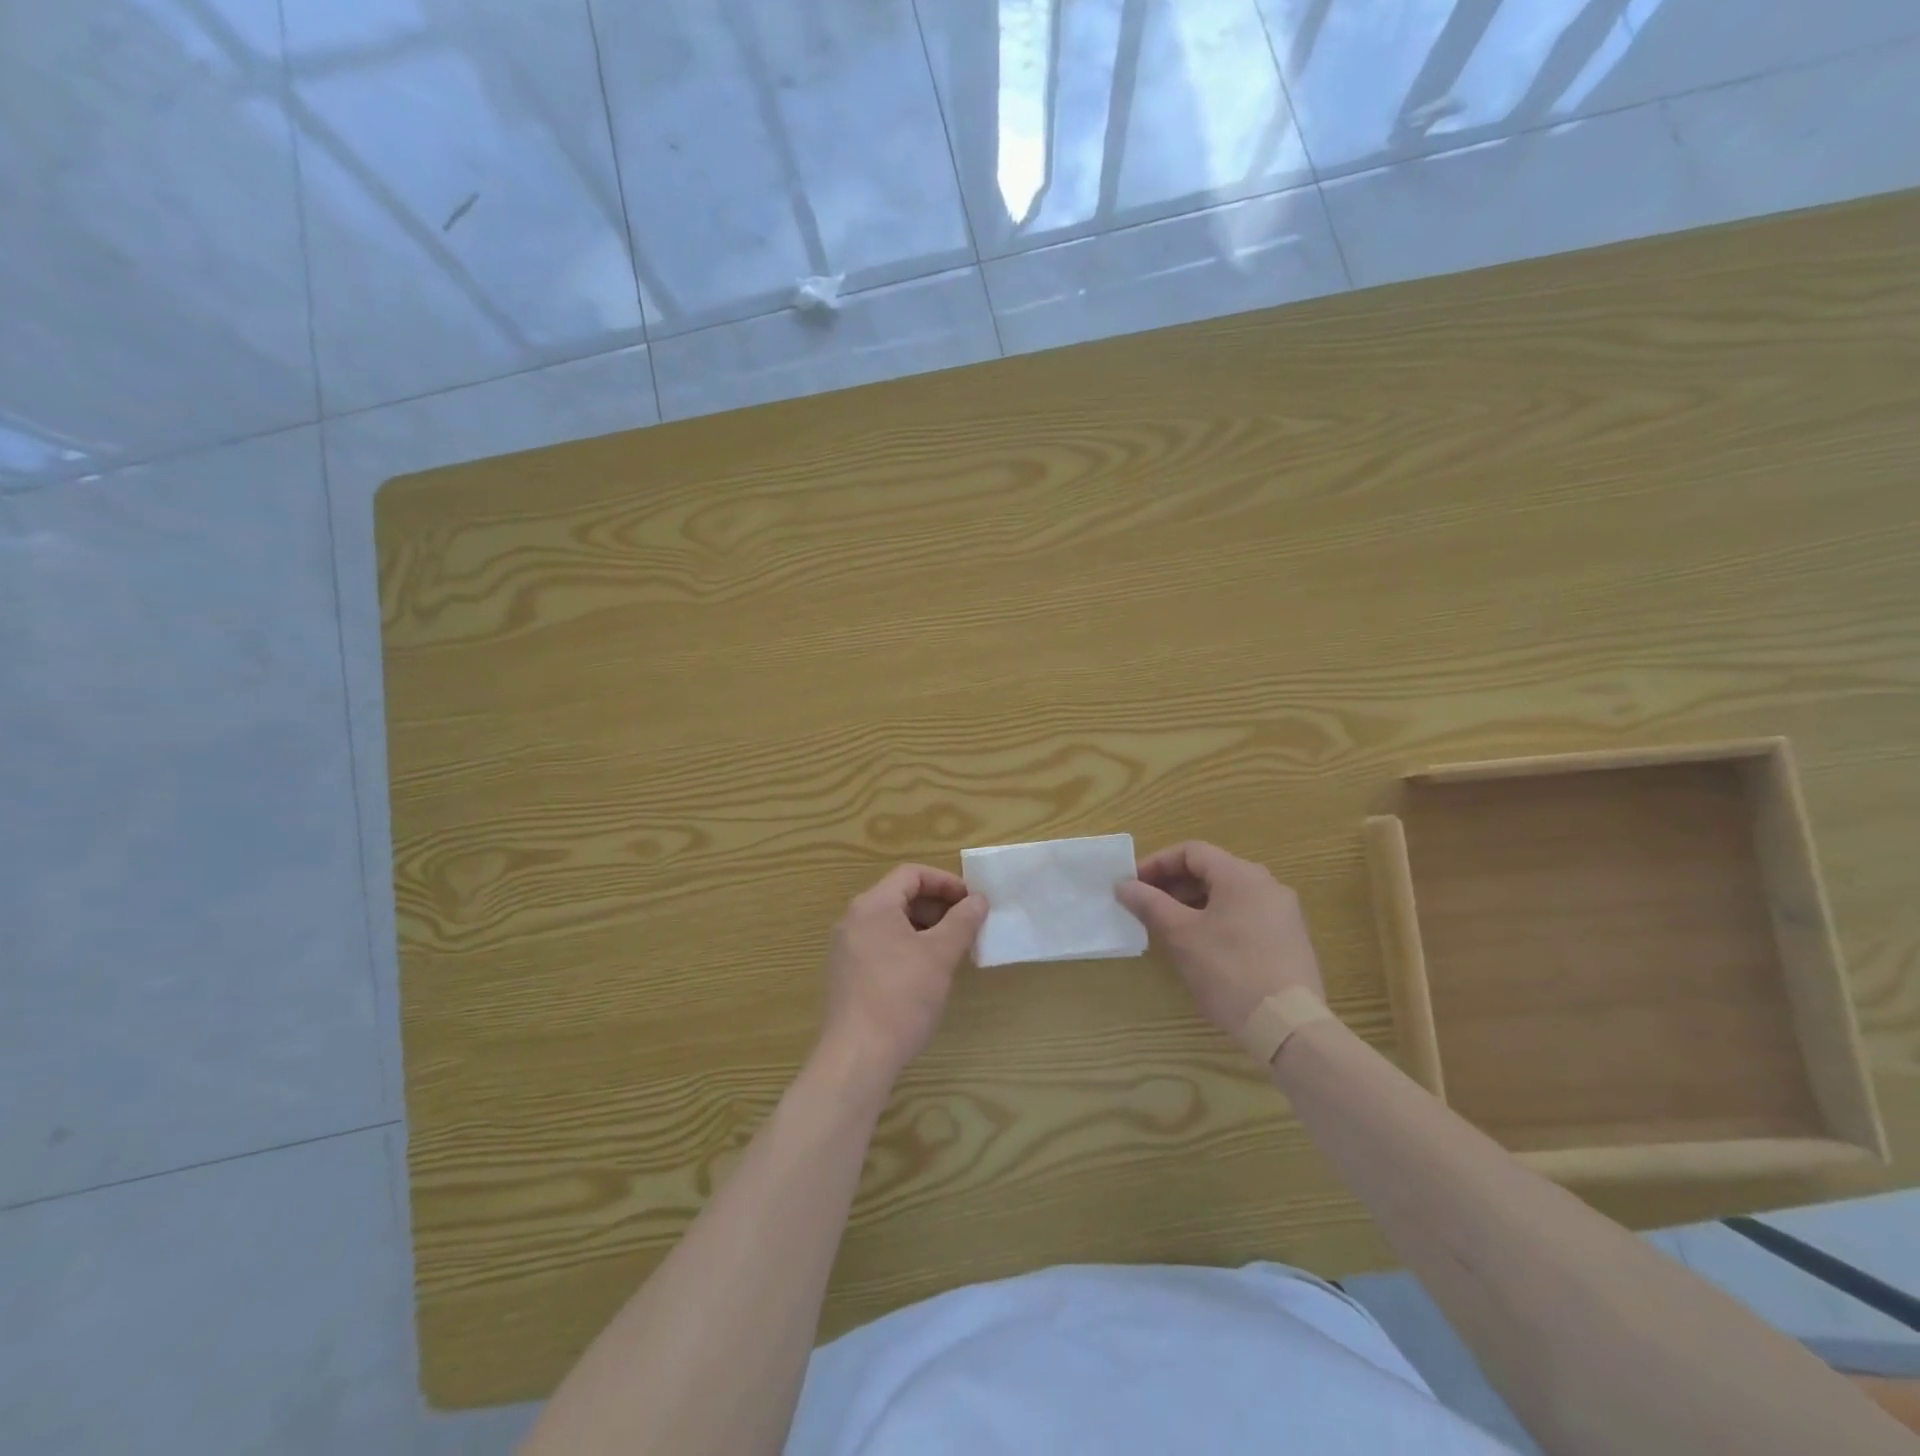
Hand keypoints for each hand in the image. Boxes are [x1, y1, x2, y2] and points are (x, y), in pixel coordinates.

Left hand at [816, 864, 987, 1091]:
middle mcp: (853, 920)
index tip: (972, 901)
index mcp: (872, 905)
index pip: (911, 874)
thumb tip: (978, 900)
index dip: (945, 882)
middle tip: (968, 925)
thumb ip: (962, 921)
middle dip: (937, 906)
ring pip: (891, 923)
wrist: (857, 1056)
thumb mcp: (940, 955)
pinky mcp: (846, 975)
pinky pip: (881, 946)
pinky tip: (927, 972)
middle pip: (900, 896)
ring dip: (924, 928)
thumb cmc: (901, 996)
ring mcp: (846, 949)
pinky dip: (907, 947)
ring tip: (952, 949)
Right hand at [1116, 841, 1323, 1039]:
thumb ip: (1150, 904)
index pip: (1191, 852)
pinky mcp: (1289, 940)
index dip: (1157, 863)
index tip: (1133, 884)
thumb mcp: (1181, 935)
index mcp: (1241, 875)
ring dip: (1193, 903)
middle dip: (1173, 884)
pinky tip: (1200, 946)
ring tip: (1168, 927)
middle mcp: (1266, 885)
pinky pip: (1245, 916)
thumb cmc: (1229, 970)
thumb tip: (1124, 885)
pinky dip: (1216, 920)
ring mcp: (1283, 913)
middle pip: (1211, 870)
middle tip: (1144, 906)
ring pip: (1228, 895)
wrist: (1288, 1026)